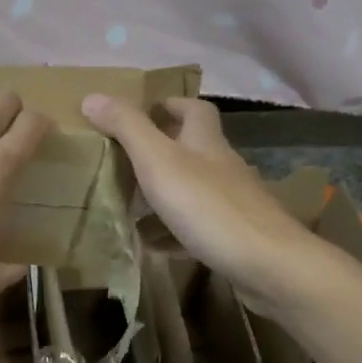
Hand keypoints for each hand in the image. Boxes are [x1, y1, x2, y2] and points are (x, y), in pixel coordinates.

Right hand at [81, 94, 320, 317]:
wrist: (269, 266)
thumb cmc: (209, 206)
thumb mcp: (158, 161)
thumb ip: (127, 128)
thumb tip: (92, 96)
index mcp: (206, 142)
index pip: (195, 110)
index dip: (171, 105)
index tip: (144, 112)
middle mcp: (222, 168)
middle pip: (192, 150)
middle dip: (160, 152)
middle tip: (123, 161)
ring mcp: (231, 204)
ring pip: (191, 191)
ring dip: (162, 195)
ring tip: (127, 207)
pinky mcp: (232, 238)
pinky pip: (194, 229)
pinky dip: (171, 233)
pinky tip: (151, 246)